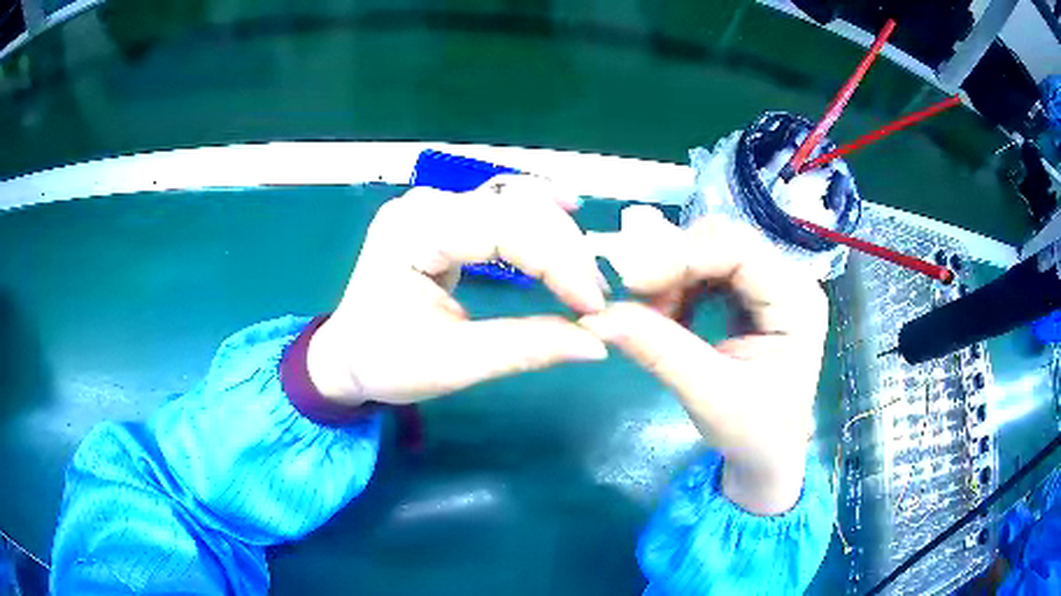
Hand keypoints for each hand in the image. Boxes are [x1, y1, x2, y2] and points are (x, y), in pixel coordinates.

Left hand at [307, 175, 608, 405]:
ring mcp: (433, 206)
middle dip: (564, 249)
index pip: (503, 228)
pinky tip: (566, 215)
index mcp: (415, 231)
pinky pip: (500, 207)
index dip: (558, 262)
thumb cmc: (386, 361)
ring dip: (556, 232)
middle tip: (595, 297)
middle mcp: (425, 204)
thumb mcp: (454, 363)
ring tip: (585, 272)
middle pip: (513, 207)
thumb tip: (597, 344)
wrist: (346, 356)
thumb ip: (526, 347)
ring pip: (512, 201)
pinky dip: (537, 217)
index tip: (594, 305)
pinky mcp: (443, 219)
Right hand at [581, 208, 827, 514]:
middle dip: (674, 262)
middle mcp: (789, 280)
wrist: (768, 457)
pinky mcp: (752, 296)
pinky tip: (668, 315)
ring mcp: (771, 285)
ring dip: (672, 274)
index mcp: (796, 301)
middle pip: (724, 241)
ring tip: (651, 312)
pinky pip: (708, 271)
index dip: (681, 256)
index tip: (630, 282)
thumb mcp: (708, 396)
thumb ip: (658, 350)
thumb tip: (597, 316)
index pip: (739, 250)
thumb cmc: (753, 434)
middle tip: (634, 296)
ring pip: (711, 250)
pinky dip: (679, 286)